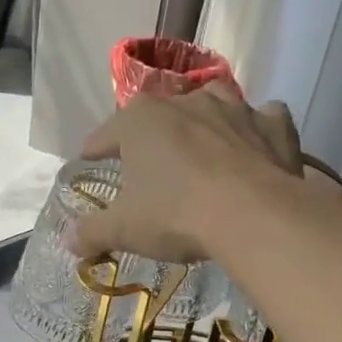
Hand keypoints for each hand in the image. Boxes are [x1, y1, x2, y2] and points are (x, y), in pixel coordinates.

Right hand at [73, 83, 302, 262]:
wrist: (253, 216)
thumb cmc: (176, 215)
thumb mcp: (124, 229)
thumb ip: (91, 231)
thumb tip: (68, 239)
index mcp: (140, 120)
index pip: (105, 134)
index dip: (94, 150)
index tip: (89, 160)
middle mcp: (185, 101)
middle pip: (159, 116)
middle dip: (151, 136)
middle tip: (148, 164)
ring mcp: (234, 107)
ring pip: (212, 106)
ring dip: (204, 123)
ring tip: (201, 148)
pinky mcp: (273, 124)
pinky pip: (262, 119)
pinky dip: (255, 131)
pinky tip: (253, 148)